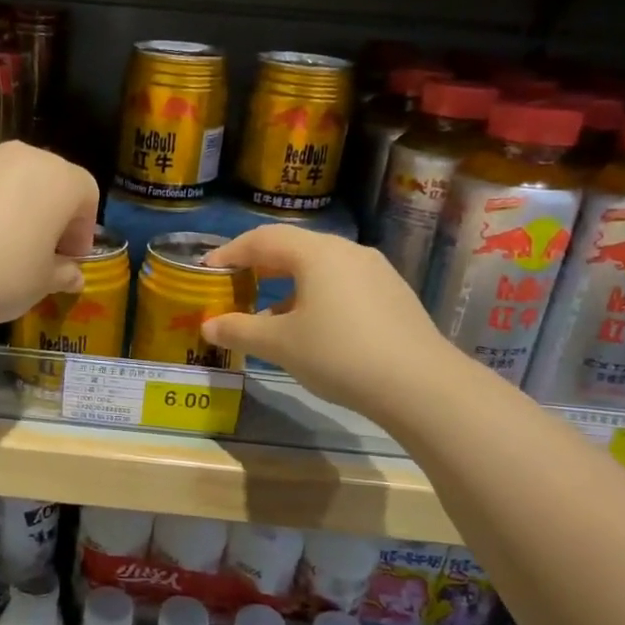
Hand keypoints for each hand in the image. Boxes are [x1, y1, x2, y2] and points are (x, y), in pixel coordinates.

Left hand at [0, 142, 100, 331]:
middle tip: (37, 253)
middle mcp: (21, 156)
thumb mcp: (41, 284)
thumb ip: (62, 273)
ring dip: (12, 207)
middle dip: (48, 213)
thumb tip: (73, 275)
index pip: (86, 195)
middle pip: (47, 180)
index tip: (68, 260)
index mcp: (58, 179)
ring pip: (8, 180)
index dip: (82, 230)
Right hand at [201, 225, 462, 423]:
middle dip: (259, 266)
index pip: (262, 239)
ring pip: (320, 267)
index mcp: (317, 253)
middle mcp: (347, 251)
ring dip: (287, 284)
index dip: (230, 253)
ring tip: (267, 311)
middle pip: (293, 248)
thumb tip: (208, 327)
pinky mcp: (393, 294)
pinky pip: (342, 283)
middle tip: (234, 286)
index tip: (206, 271)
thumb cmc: (338, 354)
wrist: (419, 384)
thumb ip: (239, 331)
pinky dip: (315, 295)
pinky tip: (310, 326)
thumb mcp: (280, 345)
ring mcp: (375, 271)